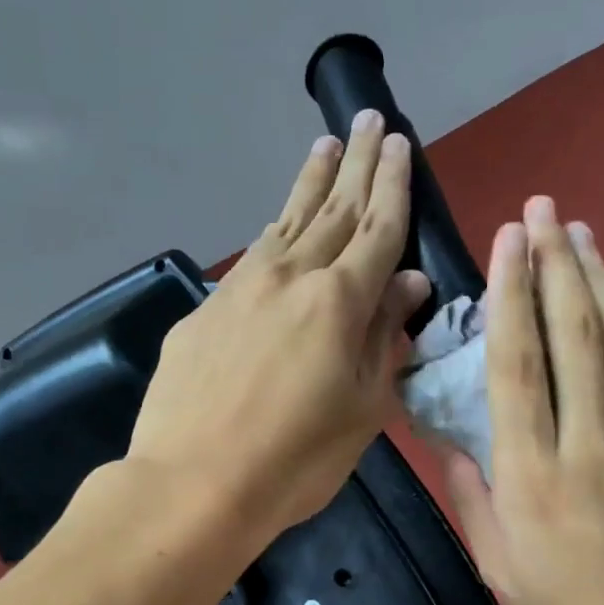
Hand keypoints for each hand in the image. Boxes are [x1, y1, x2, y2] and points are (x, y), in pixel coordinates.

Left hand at [127, 110, 428, 546]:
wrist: (194, 483)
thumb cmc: (296, 458)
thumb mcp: (363, 408)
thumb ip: (385, 338)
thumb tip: (409, 283)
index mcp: (339, 301)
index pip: (378, 230)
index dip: (393, 186)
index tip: (399, 144)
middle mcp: (291, 277)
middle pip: (333, 211)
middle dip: (357, 165)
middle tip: (370, 121)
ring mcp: (242, 289)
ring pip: (286, 221)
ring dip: (311, 183)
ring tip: (326, 147)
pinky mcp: (206, 310)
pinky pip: (253, 257)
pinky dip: (274, 230)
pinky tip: (278, 224)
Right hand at [439, 197, 603, 604]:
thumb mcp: (499, 563)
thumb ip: (471, 492)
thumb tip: (451, 437)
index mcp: (534, 478)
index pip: (520, 368)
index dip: (512, 297)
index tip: (509, 242)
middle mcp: (591, 447)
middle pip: (576, 338)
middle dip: (558, 266)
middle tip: (546, 211)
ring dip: (601, 282)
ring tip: (582, 235)